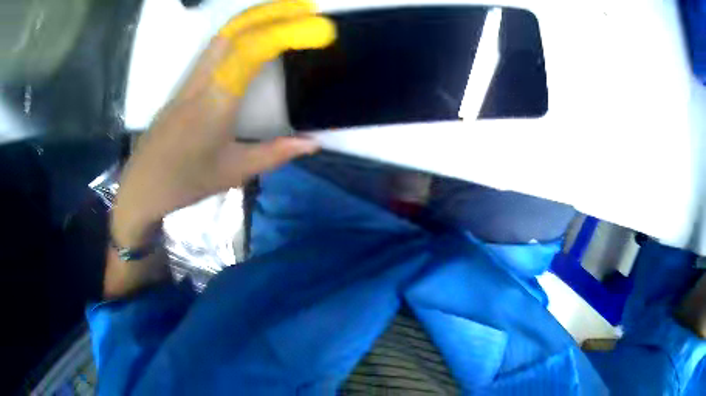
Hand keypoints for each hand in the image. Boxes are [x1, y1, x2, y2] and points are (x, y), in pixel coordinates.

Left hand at [112, 0, 335, 246]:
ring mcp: (190, 79)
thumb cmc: (185, 183)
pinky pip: (216, 47)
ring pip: (223, 34)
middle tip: (307, 8)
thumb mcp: (234, 173)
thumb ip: (275, 154)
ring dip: (257, 17)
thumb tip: (312, 144)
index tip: (319, 29)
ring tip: (288, 14)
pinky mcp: (186, 83)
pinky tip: (258, 35)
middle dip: (272, 11)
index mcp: (215, 103)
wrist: (142, 186)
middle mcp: (201, 81)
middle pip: (234, 29)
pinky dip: (243, 31)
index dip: (286, 32)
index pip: (250, 51)